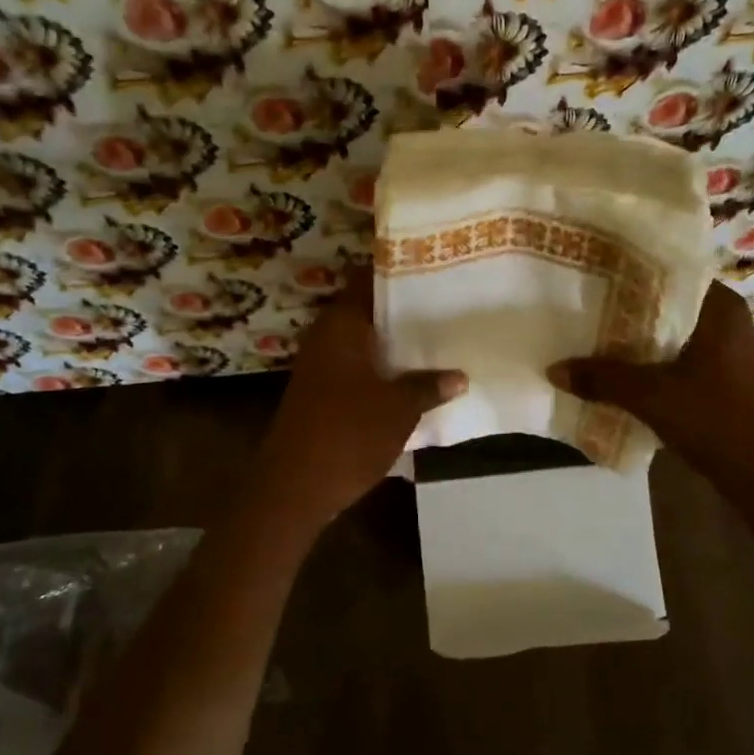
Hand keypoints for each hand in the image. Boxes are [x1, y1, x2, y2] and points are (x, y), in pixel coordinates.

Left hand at [257, 269, 465, 525]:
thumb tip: (459, 376)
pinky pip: (355, 365)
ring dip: (393, 342)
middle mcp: (326, 336)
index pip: (368, 279)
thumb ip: (429, 386)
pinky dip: (380, 366)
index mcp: (342, 325)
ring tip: (437, 338)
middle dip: (403, 309)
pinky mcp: (320, 391)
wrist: (294, 487)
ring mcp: (320, 365)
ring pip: (362, 340)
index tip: (432, 268)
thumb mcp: (399, 409)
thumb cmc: (348, 434)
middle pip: (367, 310)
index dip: (398, 270)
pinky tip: (411, 376)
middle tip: (445, 304)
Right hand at [547, 282, 753, 482]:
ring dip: (631, 341)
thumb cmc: (718, 421)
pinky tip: (614, 373)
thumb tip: (553, 368)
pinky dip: (646, 364)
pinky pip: (673, 359)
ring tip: (585, 337)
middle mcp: (723, 320)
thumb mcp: (652, 397)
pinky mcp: (719, 378)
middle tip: (576, 305)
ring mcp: (724, 350)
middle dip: (621, 310)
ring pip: (666, 334)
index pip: (666, 271)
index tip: (587, 273)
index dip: (625, 272)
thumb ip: (602, 379)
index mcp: (718, 307)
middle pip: (662, 305)